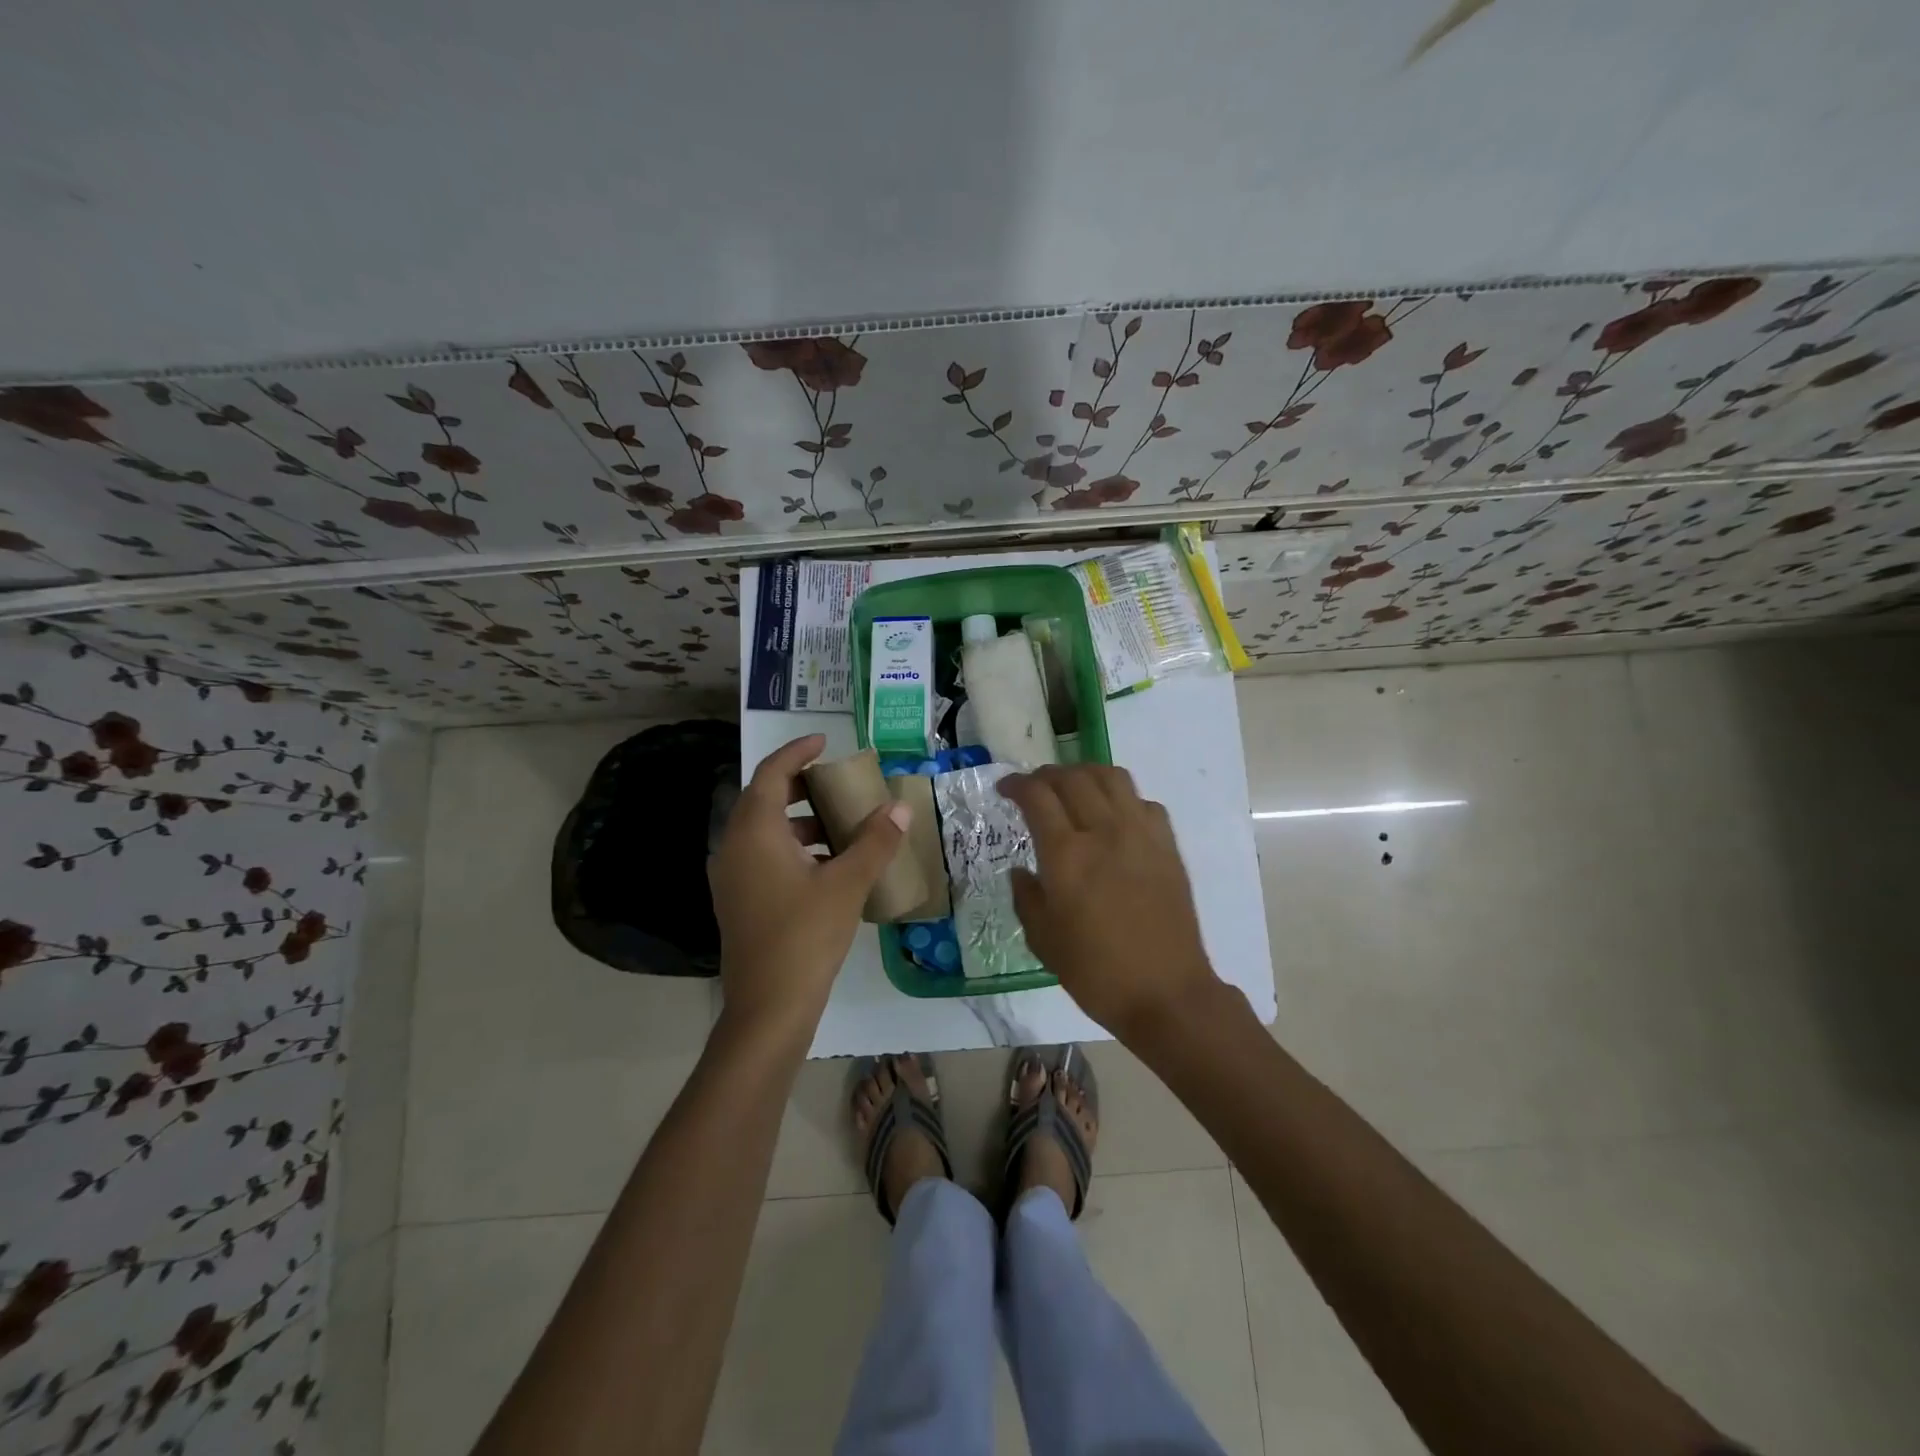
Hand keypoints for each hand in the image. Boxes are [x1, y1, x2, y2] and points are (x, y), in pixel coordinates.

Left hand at [709, 734, 909, 1036]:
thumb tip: (899, 806)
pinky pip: (763, 857)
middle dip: (802, 786)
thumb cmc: (805, 936)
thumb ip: (875, 841)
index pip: (772, 773)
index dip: (797, 751)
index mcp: (754, 832)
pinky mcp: (737, 901)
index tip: (826, 742)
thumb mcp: (847, 884)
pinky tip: (828, 866)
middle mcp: (733, 847)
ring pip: (764, 831)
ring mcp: (731, 877)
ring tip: (841, 825)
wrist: (768, 1008)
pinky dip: (793, 849)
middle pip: (764, 799)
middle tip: (839, 783)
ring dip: (800, 821)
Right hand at [1000, 764, 1219, 1042]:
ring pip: (1112, 777)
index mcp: (1067, 855)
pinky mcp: (1167, 846)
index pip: (1037, 796)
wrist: (1166, 993)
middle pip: (1073, 778)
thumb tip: (1021, 872)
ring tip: (1073, 789)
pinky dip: (1122, 799)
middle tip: (1034, 788)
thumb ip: (1026, 898)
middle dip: (1046, 775)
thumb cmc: (1096, 972)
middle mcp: (1104, 832)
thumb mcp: (1044, 942)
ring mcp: (1140, 834)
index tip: (1005, 790)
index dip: (1016, 785)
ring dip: (1085, 775)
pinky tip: (1114, 818)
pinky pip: (1143, 802)